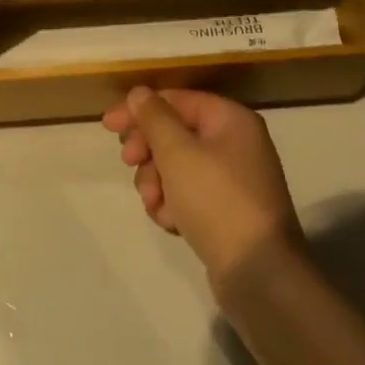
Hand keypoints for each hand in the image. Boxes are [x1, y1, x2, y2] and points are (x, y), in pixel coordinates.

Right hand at [102, 88, 303, 295]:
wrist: (257, 271)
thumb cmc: (216, 200)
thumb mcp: (178, 152)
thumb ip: (154, 118)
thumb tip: (139, 93)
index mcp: (230, 120)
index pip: (176, 100)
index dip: (139, 110)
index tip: (107, 126)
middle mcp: (234, 143)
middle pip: (174, 133)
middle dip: (148, 151)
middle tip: (130, 162)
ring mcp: (230, 179)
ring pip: (175, 167)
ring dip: (156, 182)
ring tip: (156, 203)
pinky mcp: (224, 210)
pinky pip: (187, 195)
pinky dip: (173, 205)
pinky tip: (172, 222)